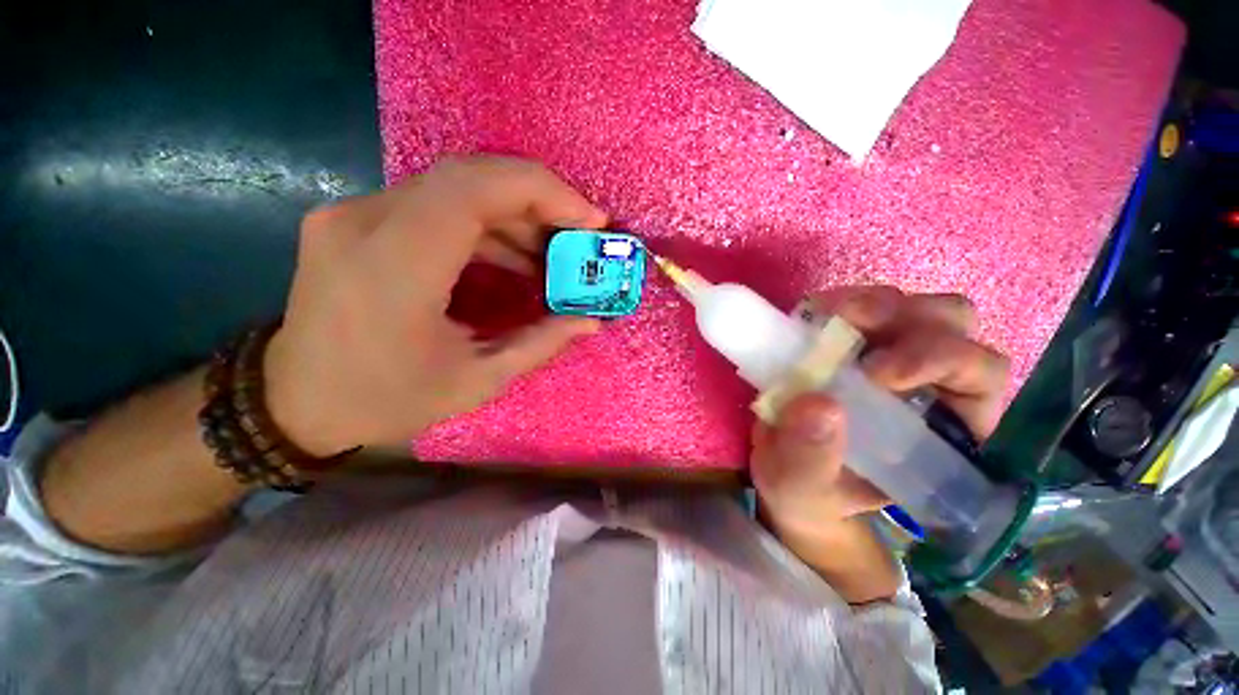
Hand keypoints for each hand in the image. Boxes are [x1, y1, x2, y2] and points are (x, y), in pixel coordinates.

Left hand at [264, 157, 607, 455]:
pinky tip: (513, 257)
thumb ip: (540, 343)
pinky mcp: (356, 220)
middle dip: (539, 200)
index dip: (543, 192)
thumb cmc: (385, 400)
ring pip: (455, 188)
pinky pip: (436, 205)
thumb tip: (591, 321)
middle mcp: (365, 221)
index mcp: (395, 265)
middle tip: (579, 235)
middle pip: (469, 177)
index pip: (475, 189)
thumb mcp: (476, 381)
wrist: (294, 401)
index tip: (590, 219)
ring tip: (552, 254)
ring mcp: (354, 214)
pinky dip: (485, 225)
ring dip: (515, 215)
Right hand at [751, 285, 1009, 541]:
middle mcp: (930, 385)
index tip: (873, 373)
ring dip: (876, 304)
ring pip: (915, 307)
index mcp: (945, 431)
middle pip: (954, 328)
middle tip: (847, 326)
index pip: (978, 378)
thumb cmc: (808, 491)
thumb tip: (817, 404)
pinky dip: (840, 302)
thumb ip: (810, 458)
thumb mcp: (803, 488)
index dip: (938, 362)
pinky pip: (864, 305)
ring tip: (829, 317)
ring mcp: (891, 354)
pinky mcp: (854, 341)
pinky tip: (811, 316)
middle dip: (907, 323)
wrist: (786, 470)